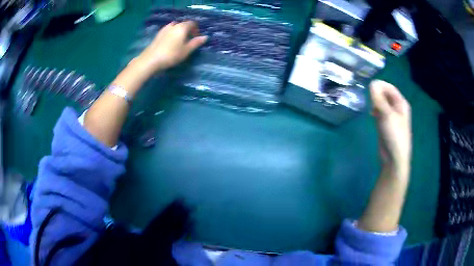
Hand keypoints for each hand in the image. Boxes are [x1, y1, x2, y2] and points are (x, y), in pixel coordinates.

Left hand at [133, 21, 207, 76]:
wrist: (151, 59)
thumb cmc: (171, 55)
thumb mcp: (186, 50)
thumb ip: (196, 43)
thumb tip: (205, 37)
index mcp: (182, 27)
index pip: (192, 23)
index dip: (196, 29)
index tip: (196, 37)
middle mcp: (173, 25)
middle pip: (183, 24)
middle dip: (188, 30)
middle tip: (188, 40)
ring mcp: (164, 29)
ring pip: (175, 26)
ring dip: (179, 31)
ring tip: (179, 41)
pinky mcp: (158, 34)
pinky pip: (168, 30)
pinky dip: (172, 33)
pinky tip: (170, 42)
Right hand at [370, 80, 411, 176]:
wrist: (394, 158)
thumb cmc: (394, 135)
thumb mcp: (387, 114)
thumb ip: (378, 98)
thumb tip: (372, 83)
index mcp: (401, 103)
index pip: (389, 87)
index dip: (379, 86)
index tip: (369, 89)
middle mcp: (397, 107)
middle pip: (385, 94)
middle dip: (376, 95)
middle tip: (370, 102)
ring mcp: (391, 116)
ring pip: (381, 103)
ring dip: (375, 103)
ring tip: (371, 109)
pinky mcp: (385, 124)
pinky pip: (379, 111)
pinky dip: (375, 111)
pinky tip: (371, 115)